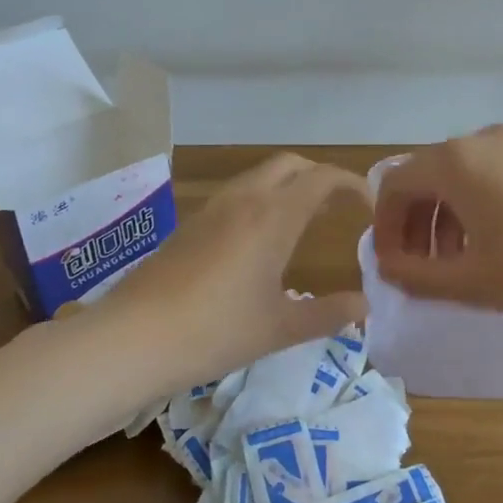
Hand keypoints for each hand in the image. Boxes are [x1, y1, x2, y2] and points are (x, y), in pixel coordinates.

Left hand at [95, 154, 369, 393]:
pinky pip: (236, 196)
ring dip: (287, 187)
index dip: (351, 184)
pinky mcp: (189, 226)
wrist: (134, 338)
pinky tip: (258, 241)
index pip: (322, 178)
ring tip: (303, 221)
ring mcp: (211, 210)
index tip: (368, 205)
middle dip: (319, 176)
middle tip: (337, 207)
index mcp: (273, 216)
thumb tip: (364, 306)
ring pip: (259, 177)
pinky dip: (261, 201)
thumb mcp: (280, 328)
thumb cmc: (216, 331)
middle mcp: (244, 200)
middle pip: (290, 165)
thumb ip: (328, 314)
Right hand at [370, 125, 502, 334]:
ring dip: (448, 217)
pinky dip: (482, 206)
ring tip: (460, 263)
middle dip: (416, 223)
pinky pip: (499, 175)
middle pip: (429, 175)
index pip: (395, 184)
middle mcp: (486, 139)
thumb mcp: (472, 283)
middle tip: (422, 269)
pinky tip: (502, 245)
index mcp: (457, 161)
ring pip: (466, 176)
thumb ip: (416, 276)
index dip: (385, 227)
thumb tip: (388, 268)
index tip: (393, 267)